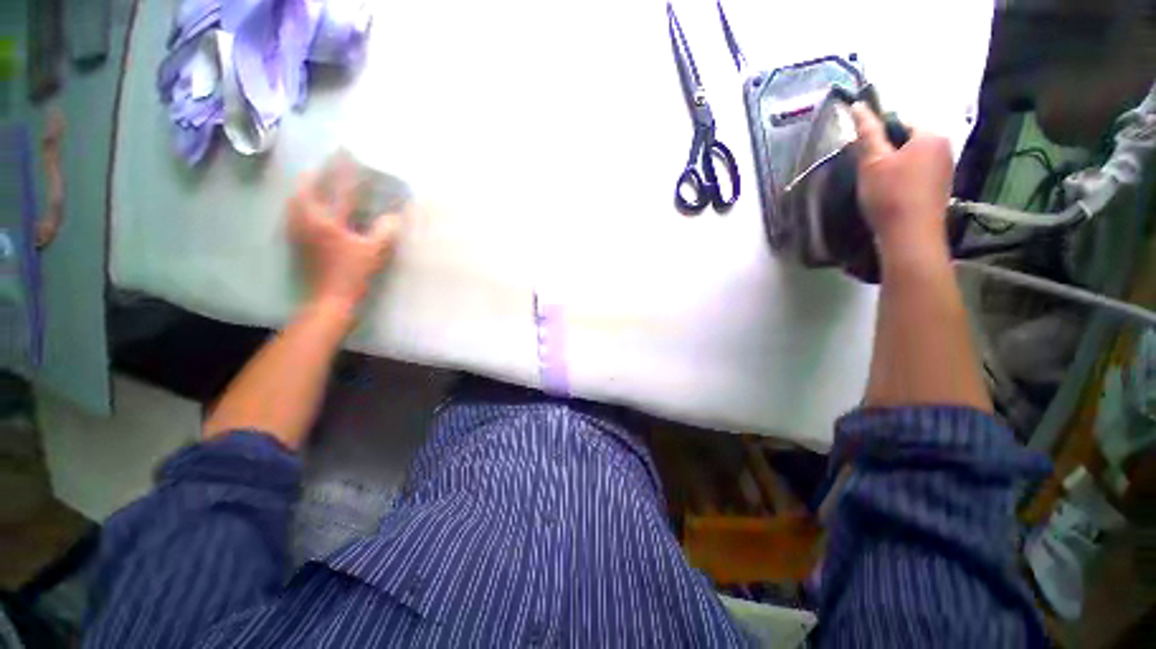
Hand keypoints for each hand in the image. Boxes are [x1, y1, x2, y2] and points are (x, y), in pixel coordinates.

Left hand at [288, 156, 401, 315]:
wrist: (330, 299)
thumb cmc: (353, 274)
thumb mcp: (375, 252)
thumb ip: (385, 231)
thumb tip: (394, 215)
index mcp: (326, 220)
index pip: (336, 188)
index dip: (342, 170)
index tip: (346, 152)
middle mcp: (307, 221)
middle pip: (306, 189)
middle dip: (316, 174)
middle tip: (325, 164)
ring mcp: (300, 232)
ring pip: (297, 201)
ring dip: (306, 188)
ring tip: (314, 180)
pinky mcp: (299, 242)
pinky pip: (297, 213)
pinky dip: (303, 203)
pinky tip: (309, 206)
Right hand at [851, 103, 952, 257]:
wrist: (910, 236)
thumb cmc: (890, 195)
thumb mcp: (872, 162)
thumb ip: (867, 133)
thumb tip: (859, 106)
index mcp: (930, 135)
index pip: (900, 122)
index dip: (878, 136)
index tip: (863, 155)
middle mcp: (944, 147)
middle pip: (907, 141)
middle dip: (886, 152)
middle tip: (867, 172)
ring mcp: (945, 170)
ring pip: (912, 160)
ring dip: (893, 168)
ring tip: (877, 187)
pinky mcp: (940, 189)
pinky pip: (918, 175)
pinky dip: (902, 181)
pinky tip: (890, 197)